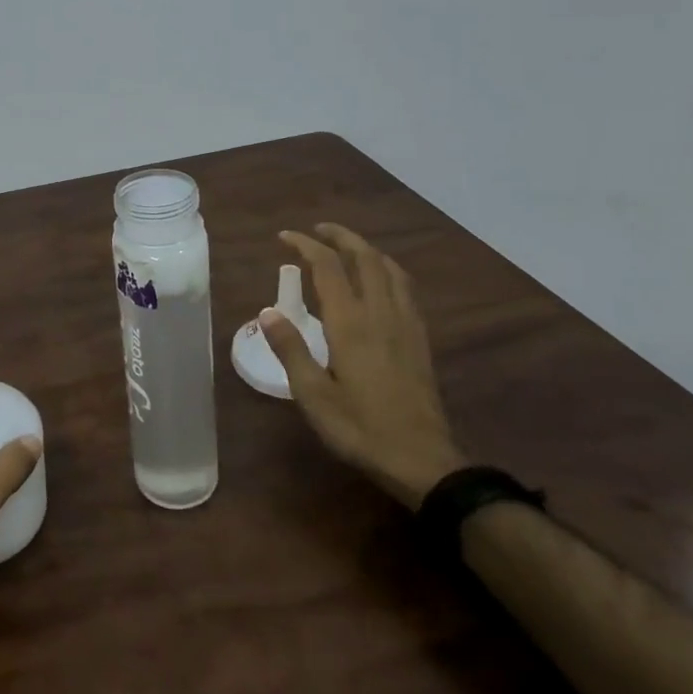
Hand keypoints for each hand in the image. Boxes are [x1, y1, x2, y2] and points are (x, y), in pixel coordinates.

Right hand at [259, 223, 465, 510]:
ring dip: (366, 250)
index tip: (284, 237)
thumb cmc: (361, 430)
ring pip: (390, 270)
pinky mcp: (420, 340)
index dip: (305, 245)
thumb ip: (290, 350)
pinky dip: (387, 270)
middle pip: (365, 258)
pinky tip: (381, 282)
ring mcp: (406, 325)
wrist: (424, 462)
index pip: (328, 267)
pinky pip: (405, 289)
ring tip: (347, 248)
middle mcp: (380, 314)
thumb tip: (268, 312)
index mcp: (350, 324)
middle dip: (340, 237)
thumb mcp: (314, 396)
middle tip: (317, 231)